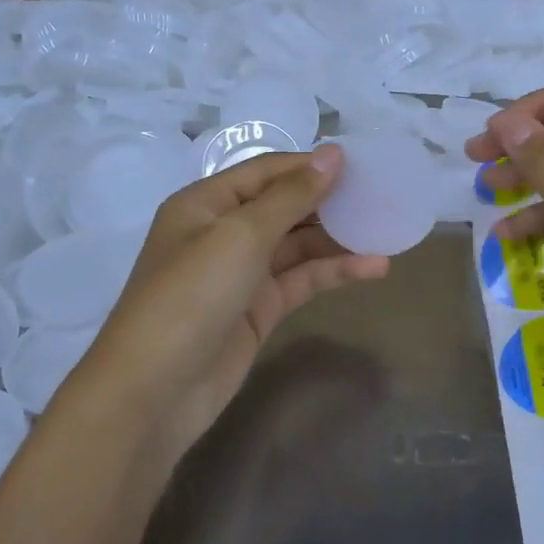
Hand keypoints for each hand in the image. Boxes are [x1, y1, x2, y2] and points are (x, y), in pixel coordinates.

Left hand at [66, 146, 388, 469]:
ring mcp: (242, 273)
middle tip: (382, 196)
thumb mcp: (240, 235)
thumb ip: (290, 196)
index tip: (363, 164)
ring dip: (339, 238)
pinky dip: (334, 272)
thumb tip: (333, 154)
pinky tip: (373, 267)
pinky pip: (301, 280)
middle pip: (284, 206)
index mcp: (206, 203)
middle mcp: (223, 232)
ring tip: (387, 230)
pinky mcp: (259, 309)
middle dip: (330, 201)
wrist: (156, 389)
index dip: (312, 165)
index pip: (267, 171)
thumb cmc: (191, 295)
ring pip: (298, 245)